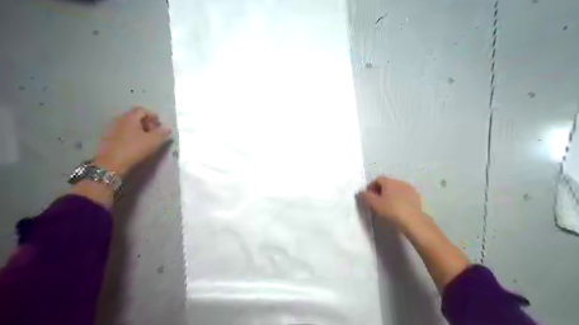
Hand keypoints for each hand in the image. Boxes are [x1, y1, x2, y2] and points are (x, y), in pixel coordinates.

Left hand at [94, 106, 171, 176]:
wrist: (111, 164)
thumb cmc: (134, 149)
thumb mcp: (153, 141)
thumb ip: (162, 133)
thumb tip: (167, 128)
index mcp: (130, 117)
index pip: (142, 110)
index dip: (152, 116)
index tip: (159, 125)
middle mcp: (119, 119)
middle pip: (134, 116)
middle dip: (145, 122)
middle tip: (154, 133)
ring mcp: (111, 128)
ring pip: (127, 124)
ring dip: (137, 129)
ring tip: (145, 140)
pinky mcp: (107, 138)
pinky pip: (121, 132)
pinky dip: (129, 135)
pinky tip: (134, 144)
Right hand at [360, 176, 423, 226]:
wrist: (413, 221)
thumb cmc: (391, 211)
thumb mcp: (374, 204)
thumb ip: (365, 196)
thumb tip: (360, 192)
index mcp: (389, 181)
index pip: (377, 179)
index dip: (371, 187)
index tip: (369, 197)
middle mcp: (399, 181)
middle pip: (387, 183)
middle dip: (381, 190)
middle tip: (377, 202)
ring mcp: (409, 188)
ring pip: (396, 188)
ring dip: (391, 194)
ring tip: (388, 206)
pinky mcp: (416, 196)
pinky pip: (404, 194)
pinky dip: (400, 198)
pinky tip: (398, 208)